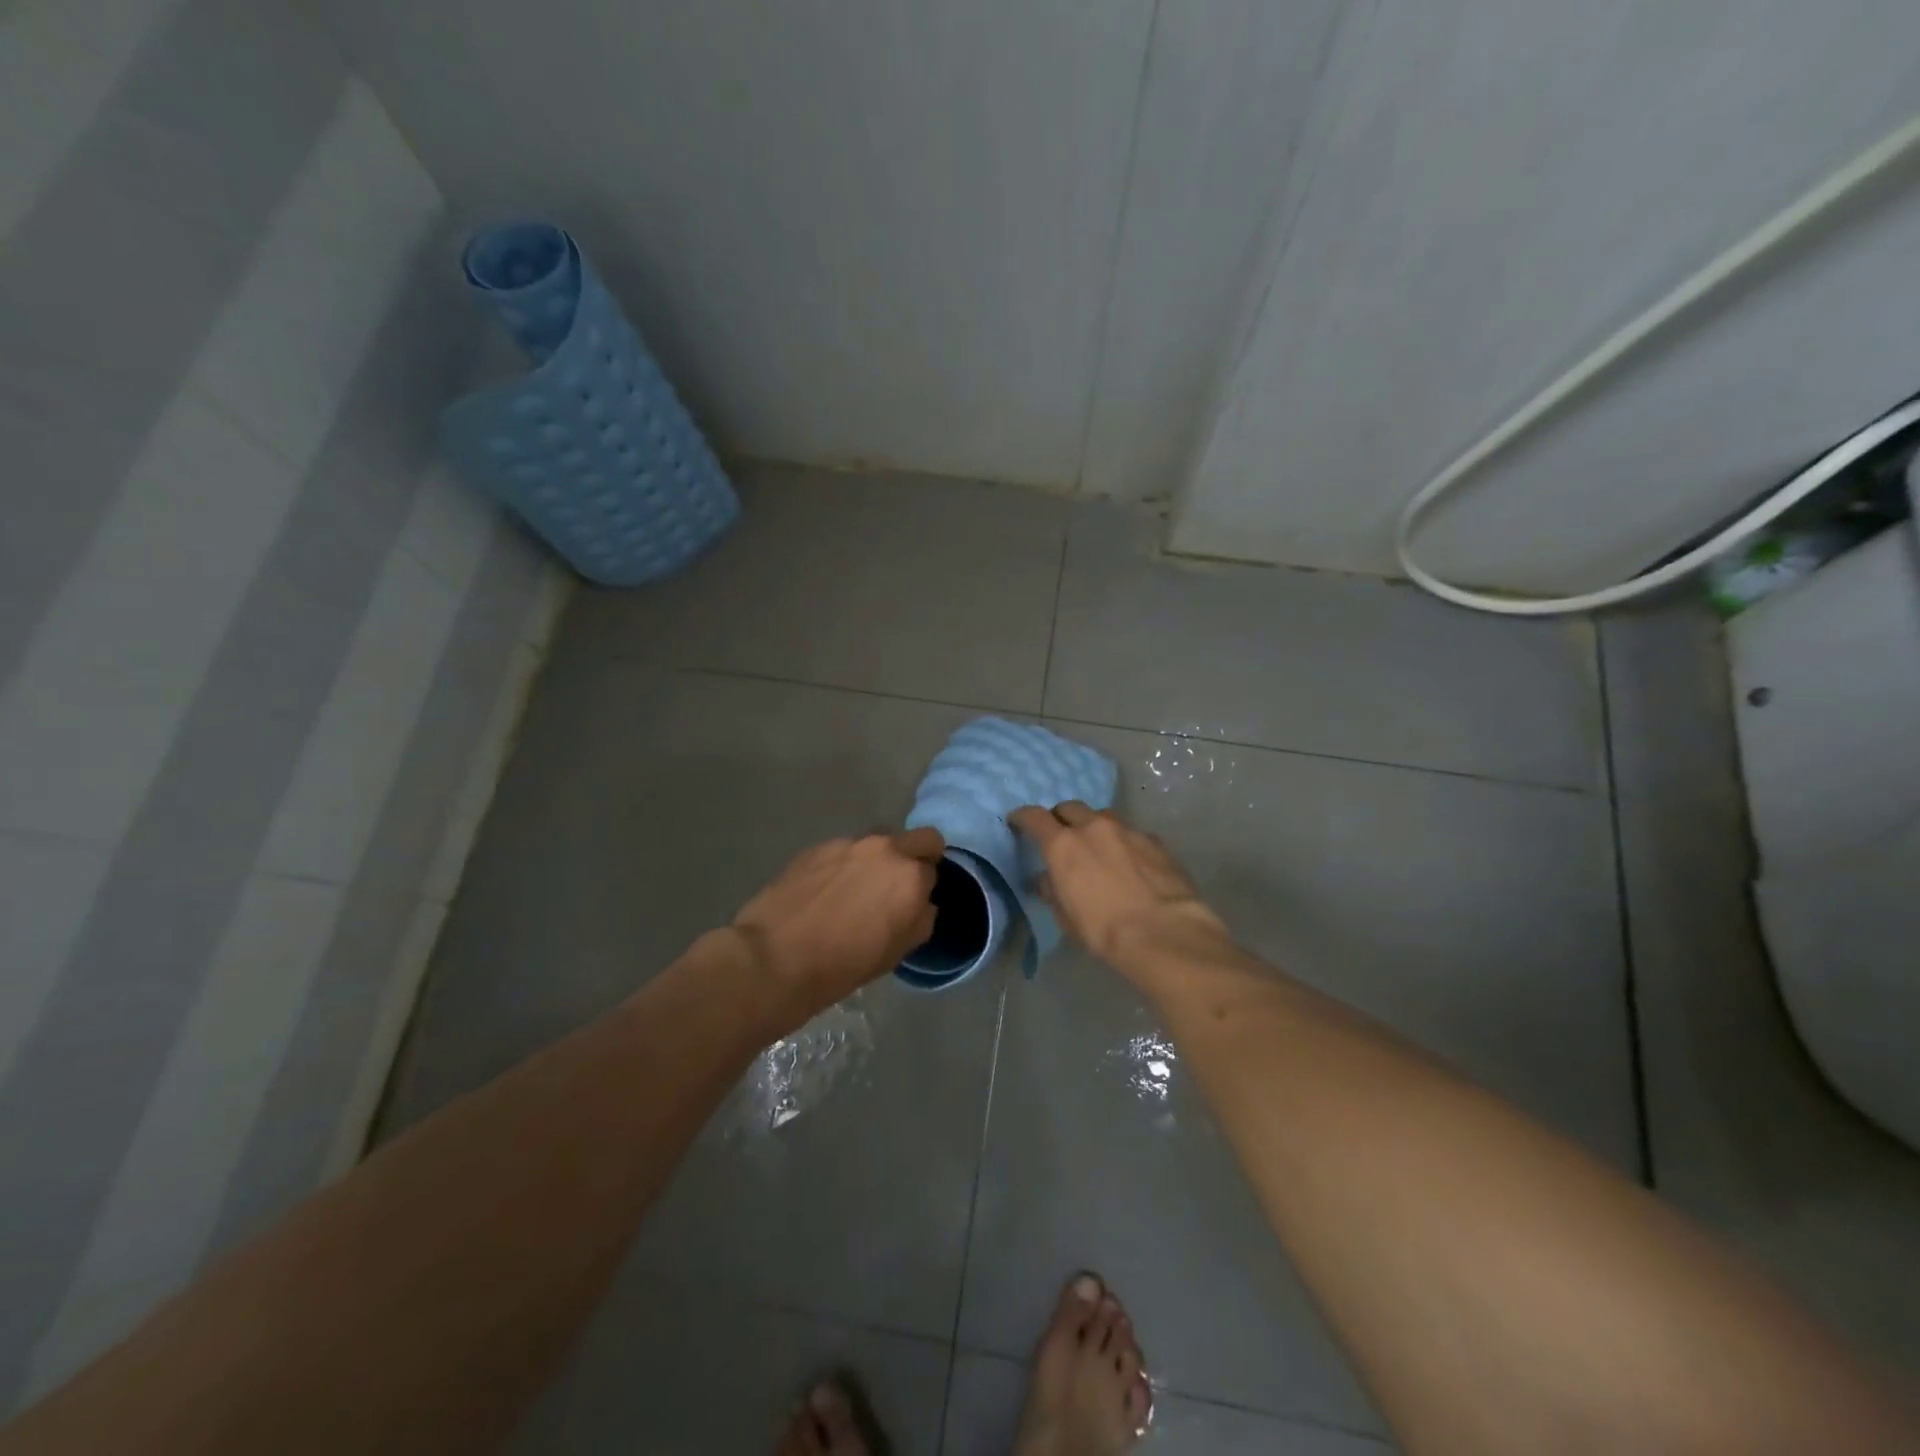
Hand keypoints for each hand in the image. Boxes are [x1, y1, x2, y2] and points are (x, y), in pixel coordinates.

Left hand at [730, 828, 944, 1026]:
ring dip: (877, 860)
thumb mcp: (898, 952)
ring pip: (879, 842)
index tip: (912, 903)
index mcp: (911, 876)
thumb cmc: (843, 964)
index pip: (933, 869)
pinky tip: (825, 892)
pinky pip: (845, 851)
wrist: (775, 958)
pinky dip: (844, 865)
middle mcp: (885, 849)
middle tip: (895, 887)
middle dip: (916, 856)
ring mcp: (849, 843)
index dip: (924, 887)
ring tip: (855, 891)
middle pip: (919, 838)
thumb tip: (920, 904)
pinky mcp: (817, 847)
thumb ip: (920, 918)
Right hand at [1008, 802, 1228, 968]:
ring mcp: (1127, 830)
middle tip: (1061, 836)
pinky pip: (1131, 833)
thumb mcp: (1066, 916)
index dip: (1023, 817)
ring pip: (1102, 817)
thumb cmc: (1103, 930)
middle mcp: (1093, 827)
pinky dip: (1123, 842)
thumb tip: (1044, 879)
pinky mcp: (1154, 841)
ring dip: (1094, 827)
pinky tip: (1130, 863)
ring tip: (1098, 848)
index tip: (1018, 822)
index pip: (1034, 817)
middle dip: (1061, 818)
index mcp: (1063, 844)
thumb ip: (1051, 890)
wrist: (1163, 933)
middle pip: (1069, 808)